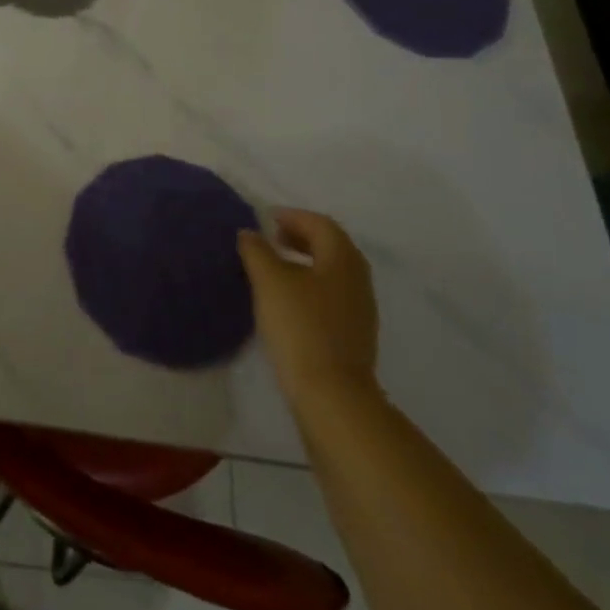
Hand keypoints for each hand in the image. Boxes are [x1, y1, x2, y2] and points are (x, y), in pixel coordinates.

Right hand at [238, 208, 380, 415]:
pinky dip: (310, 284)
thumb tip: (250, 233)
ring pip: (332, 271)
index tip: (266, 218)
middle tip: (271, 238)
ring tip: (275, 267)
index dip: (293, 216)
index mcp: (342, 259)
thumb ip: (257, 251)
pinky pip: (332, 294)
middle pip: (331, 245)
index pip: (320, 224)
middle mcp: (357, 278)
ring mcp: (359, 308)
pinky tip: (288, 299)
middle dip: (301, 236)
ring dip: (305, 261)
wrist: (331, 393)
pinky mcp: (353, 333)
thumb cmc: (300, 326)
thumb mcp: (269, 281)